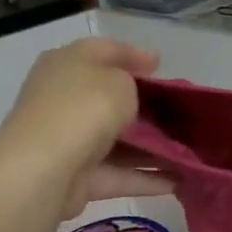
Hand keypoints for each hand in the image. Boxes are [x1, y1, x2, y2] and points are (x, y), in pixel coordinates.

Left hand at [0, 38, 173, 219]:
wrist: (44, 169)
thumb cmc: (82, 110)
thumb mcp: (118, 82)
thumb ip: (132, 83)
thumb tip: (133, 94)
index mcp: (67, 64)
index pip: (104, 51)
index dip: (134, 54)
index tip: (161, 65)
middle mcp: (65, 98)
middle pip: (110, 98)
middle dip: (145, 106)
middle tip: (179, 112)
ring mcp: (69, 139)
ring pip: (117, 141)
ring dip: (151, 148)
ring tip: (188, 151)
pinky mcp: (78, 177)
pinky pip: (119, 174)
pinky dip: (146, 177)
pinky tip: (179, 180)